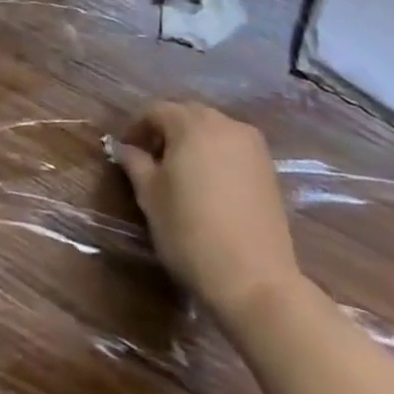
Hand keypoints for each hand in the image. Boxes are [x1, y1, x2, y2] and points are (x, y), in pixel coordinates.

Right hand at [114, 101, 300, 325]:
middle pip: (187, 115)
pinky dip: (216, 156)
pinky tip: (208, 184)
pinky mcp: (269, 171)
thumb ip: (134, 162)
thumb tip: (124, 147)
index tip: (125, 150)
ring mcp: (252, 147)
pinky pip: (233, 149)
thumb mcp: (150, 196)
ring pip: (212, 130)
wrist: (255, 281)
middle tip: (151, 159)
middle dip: (166, 131)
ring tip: (180, 172)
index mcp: (192, 124)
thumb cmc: (191, 232)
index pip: (156, 111)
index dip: (137, 128)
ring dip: (192, 141)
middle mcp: (224, 124)